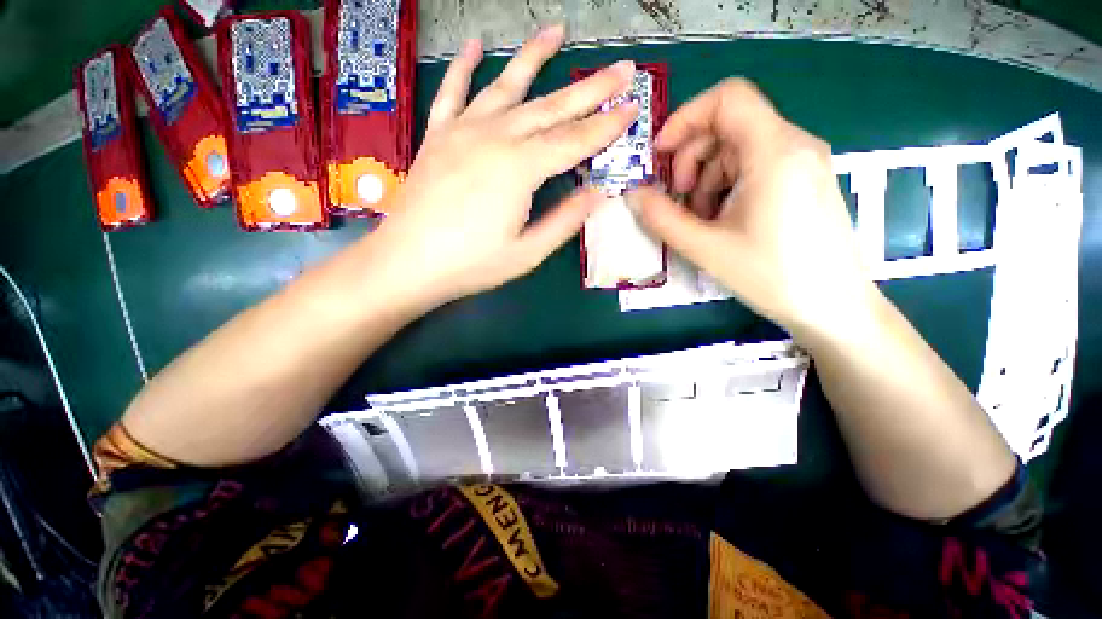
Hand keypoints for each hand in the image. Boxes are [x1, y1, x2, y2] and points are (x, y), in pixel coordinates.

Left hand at [365, 27, 638, 312]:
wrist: (407, 263)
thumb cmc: (471, 264)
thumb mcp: (528, 253)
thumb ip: (564, 221)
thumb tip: (598, 194)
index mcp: (520, 169)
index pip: (575, 141)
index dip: (607, 125)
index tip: (633, 106)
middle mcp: (494, 137)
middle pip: (551, 107)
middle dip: (591, 89)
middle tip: (621, 68)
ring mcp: (462, 131)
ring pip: (506, 86)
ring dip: (534, 58)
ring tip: (557, 31)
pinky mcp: (438, 136)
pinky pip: (453, 92)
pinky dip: (465, 67)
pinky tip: (476, 46)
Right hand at [628, 79, 879, 341]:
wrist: (833, 307)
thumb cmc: (772, 276)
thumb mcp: (705, 248)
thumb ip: (662, 218)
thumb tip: (633, 194)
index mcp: (774, 151)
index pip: (727, 98)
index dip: (685, 119)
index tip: (659, 155)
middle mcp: (794, 144)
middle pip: (729, 125)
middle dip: (691, 157)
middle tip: (677, 198)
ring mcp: (803, 162)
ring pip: (739, 148)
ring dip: (707, 177)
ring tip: (699, 218)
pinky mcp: (804, 180)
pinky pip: (755, 166)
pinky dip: (727, 185)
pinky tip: (722, 219)